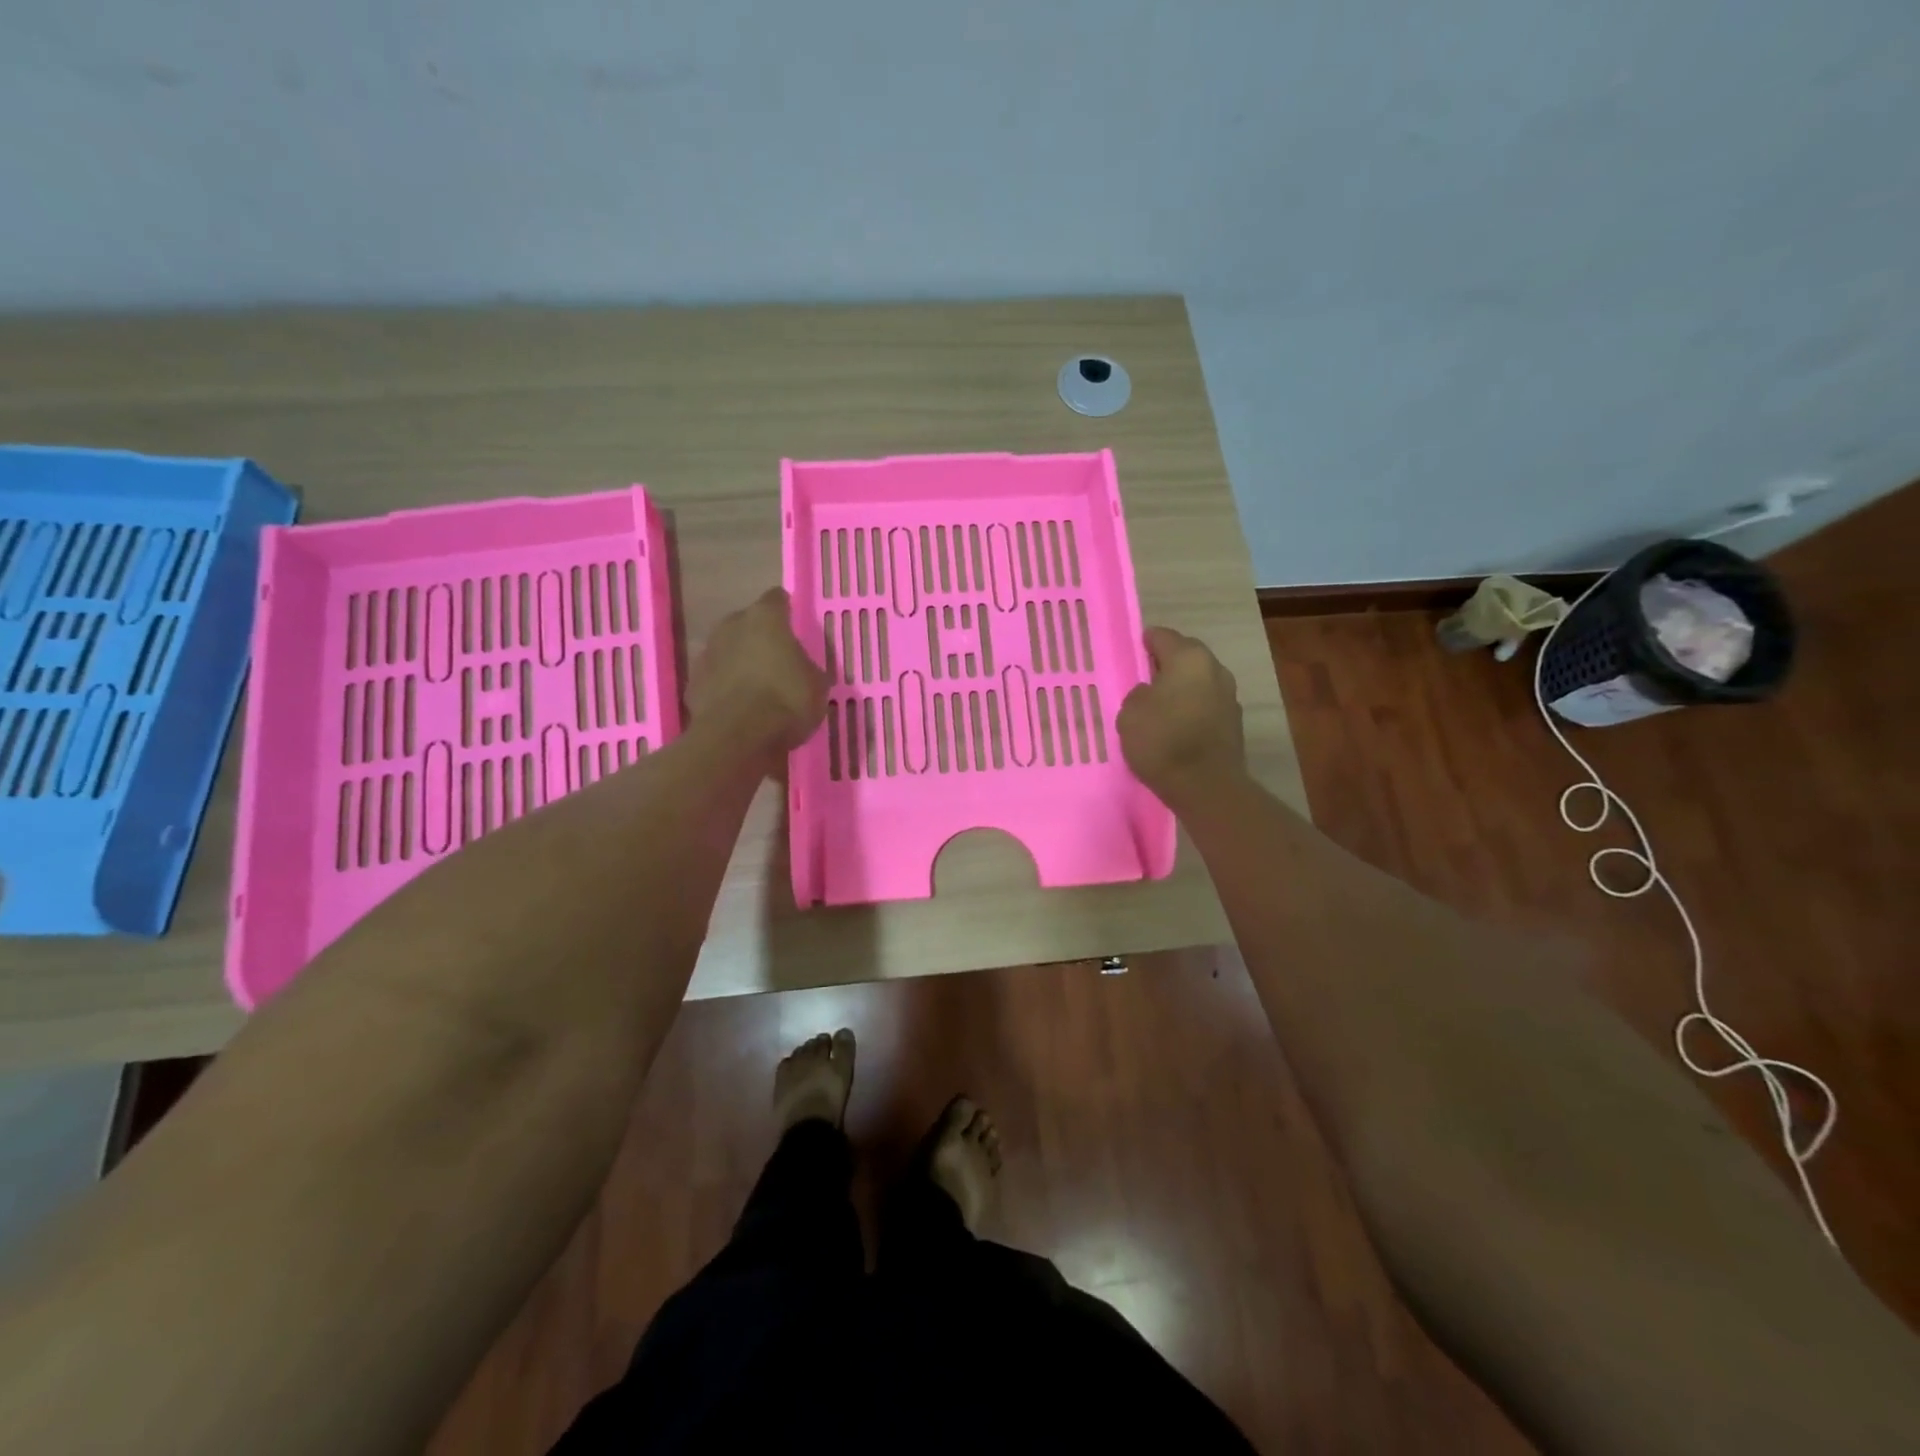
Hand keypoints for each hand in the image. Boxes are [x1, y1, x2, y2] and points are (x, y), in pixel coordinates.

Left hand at [687, 589, 827, 753]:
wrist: (737, 737)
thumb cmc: (786, 700)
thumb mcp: (817, 685)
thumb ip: (808, 668)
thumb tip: (801, 670)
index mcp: (765, 618)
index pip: (776, 599)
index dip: (785, 612)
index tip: (793, 626)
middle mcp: (731, 626)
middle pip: (746, 623)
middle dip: (759, 638)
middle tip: (776, 660)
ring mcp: (706, 654)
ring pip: (727, 651)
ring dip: (739, 663)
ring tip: (756, 688)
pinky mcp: (692, 684)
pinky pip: (714, 680)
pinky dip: (724, 689)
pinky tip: (739, 708)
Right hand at [1117, 627, 1246, 804]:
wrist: (1205, 786)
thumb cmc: (1162, 741)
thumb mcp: (1129, 713)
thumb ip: (1138, 694)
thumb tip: (1151, 693)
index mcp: (1188, 658)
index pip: (1163, 636)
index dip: (1145, 642)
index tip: (1133, 650)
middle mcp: (1215, 669)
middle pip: (1186, 656)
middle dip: (1166, 664)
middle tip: (1145, 679)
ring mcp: (1229, 696)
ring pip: (1199, 682)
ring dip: (1182, 688)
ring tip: (1160, 706)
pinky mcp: (1234, 723)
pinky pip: (1206, 705)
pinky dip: (1192, 709)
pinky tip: (1176, 726)